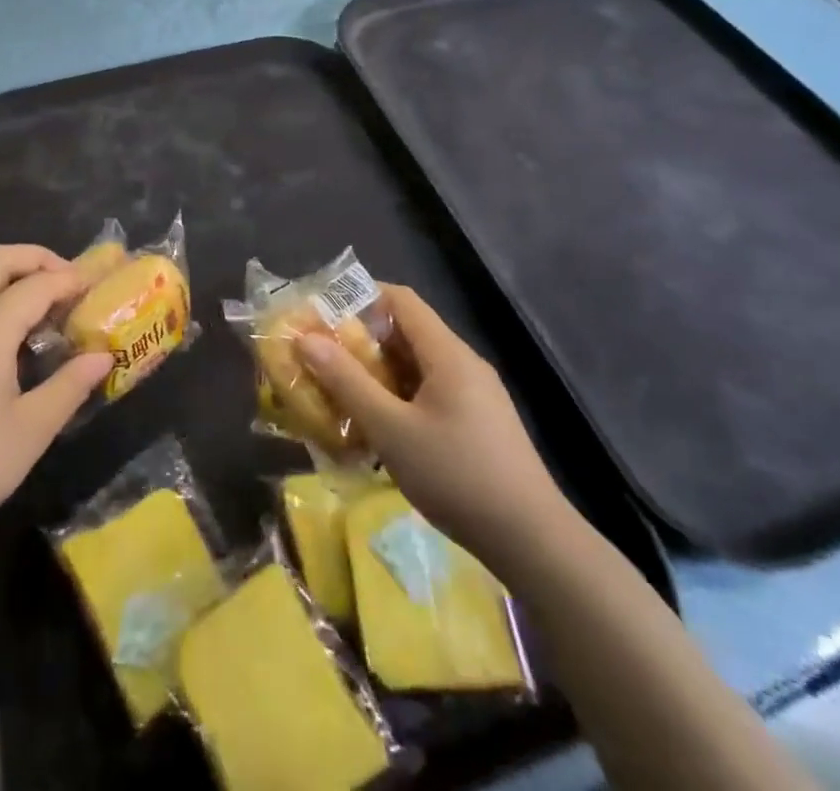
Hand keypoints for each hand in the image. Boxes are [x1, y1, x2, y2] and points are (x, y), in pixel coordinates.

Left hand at [0, 245, 110, 566]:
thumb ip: (69, 387)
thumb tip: (103, 355)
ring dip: (12, 283)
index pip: (37, 284)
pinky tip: (7, 356)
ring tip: (46, 318)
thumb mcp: (28, 433)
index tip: (101, 283)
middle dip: (35, 258)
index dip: (72, 279)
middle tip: (68, 281)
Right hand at [298, 284, 575, 569]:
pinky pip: (430, 393)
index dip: (359, 297)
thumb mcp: (391, 430)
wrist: (533, 542)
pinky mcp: (479, 423)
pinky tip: (379, 429)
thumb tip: (306, 338)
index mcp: (447, 353)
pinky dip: (399, 398)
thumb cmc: (457, 476)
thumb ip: (347, 382)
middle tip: (322, 358)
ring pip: (417, 366)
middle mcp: (463, 363)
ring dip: (378, 373)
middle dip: (361, 341)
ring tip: (340, 393)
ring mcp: (475, 395)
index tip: (322, 315)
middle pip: (406, 332)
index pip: (400, 299)